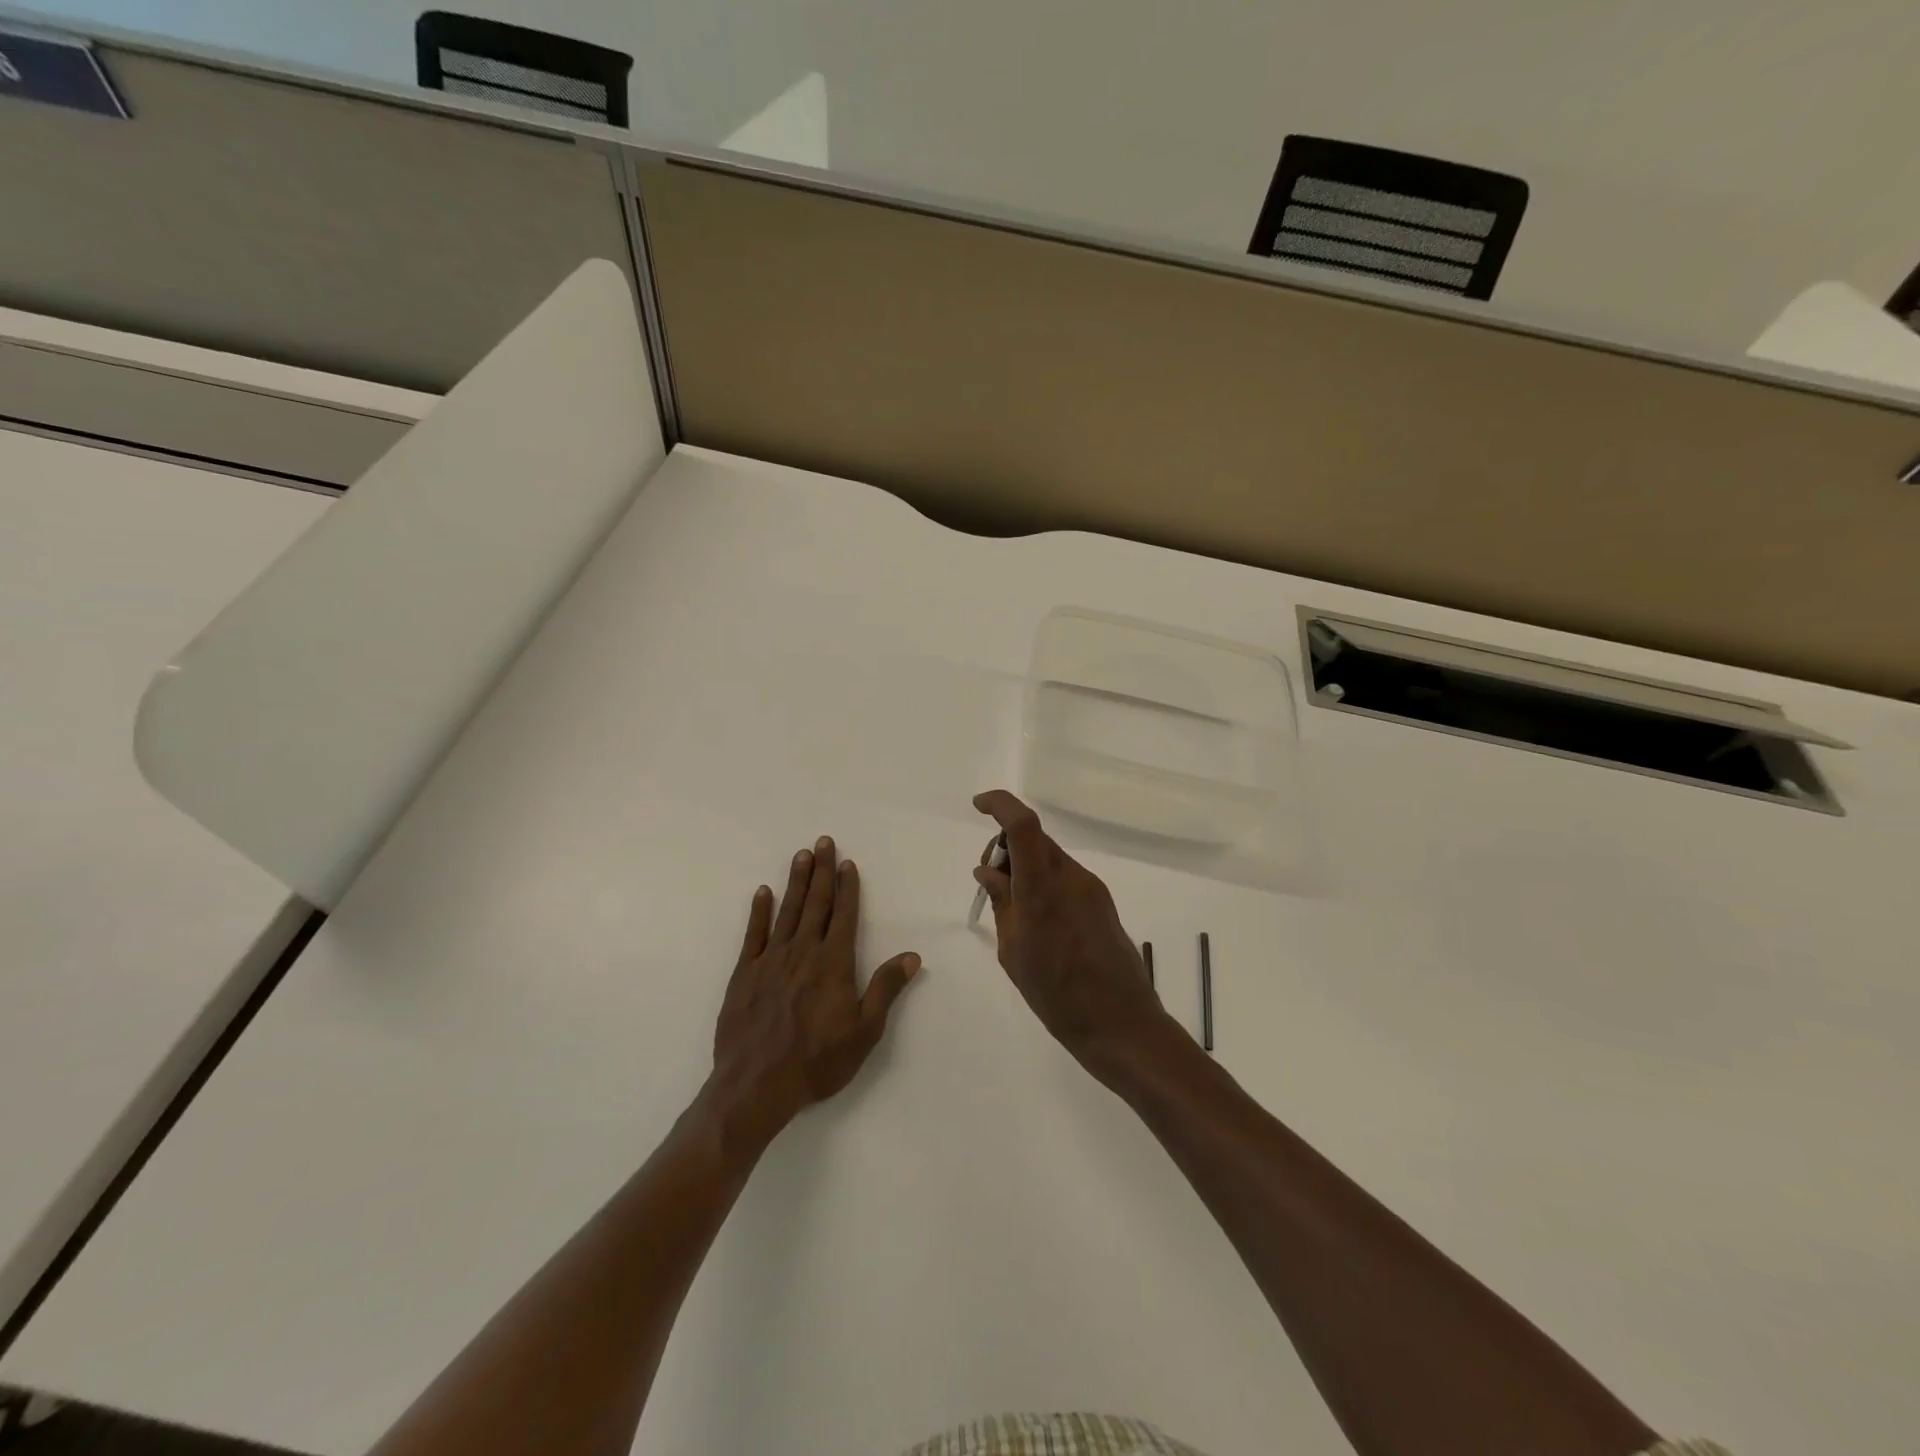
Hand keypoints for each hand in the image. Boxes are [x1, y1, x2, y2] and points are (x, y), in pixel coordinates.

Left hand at [708, 836, 920, 1148]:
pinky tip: (763, 893)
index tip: (847, 863)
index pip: (843, 916)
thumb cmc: (817, 1061)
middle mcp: (802, 952)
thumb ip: (885, 989)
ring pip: (786, 911)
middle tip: (823, 842)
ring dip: (795, 882)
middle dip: (821, 871)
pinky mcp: (744, 974)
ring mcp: (770, 960)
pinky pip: (753, 934)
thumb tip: (911, 956)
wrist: (755, 1086)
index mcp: (833, 963)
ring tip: (801, 855)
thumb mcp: (864, 1031)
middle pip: (815, 904)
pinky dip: (759, 912)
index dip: (847, 888)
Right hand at [972, 790, 1172, 1080]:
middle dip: (1006, 845)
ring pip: (1049, 857)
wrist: (1121, 1024)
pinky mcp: (1102, 902)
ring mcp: (1091, 888)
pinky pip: (1065, 877)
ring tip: (1012, 910)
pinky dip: (1044, 882)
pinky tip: (1038, 921)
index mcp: (1043, 889)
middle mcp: (1071, 878)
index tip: (979, 806)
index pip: (1023, 825)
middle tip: (990, 880)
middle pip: (1035, 838)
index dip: (1000, 804)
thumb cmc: (1057, 996)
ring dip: (1025, 866)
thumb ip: (1002, 903)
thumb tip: (989, 870)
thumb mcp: (1014, 952)